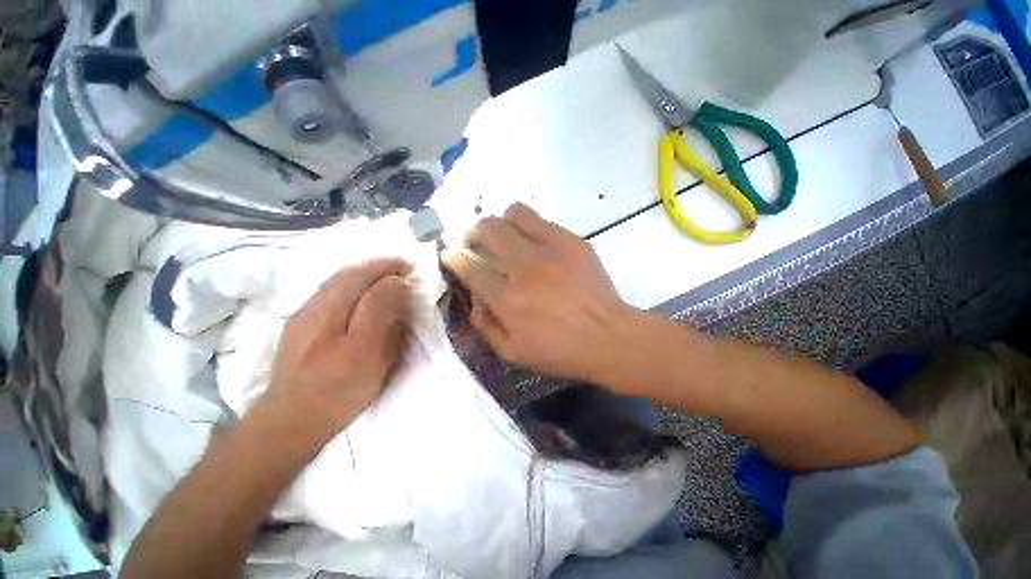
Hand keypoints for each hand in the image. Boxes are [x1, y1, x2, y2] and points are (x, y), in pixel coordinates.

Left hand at [261, 258, 411, 440]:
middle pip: (353, 277)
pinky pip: (329, 283)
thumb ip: (392, 333)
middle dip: (383, 264)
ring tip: (387, 266)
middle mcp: (324, 323)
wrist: (290, 414)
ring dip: (367, 266)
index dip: (396, 282)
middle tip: (405, 263)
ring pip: (338, 276)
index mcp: (351, 344)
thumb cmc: (344, 396)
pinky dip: (351, 274)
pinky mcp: (297, 314)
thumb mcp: (378, 370)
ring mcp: (304, 314)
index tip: (411, 278)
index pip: (376, 297)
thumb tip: (399, 300)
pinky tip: (362, 279)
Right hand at [442, 203, 635, 382]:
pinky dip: (527, 224)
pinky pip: (540, 219)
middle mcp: (524, 268)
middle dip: (473, 231)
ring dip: (500, 221)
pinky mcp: (571, 241)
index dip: (454, 257)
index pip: (470, 267)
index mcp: (507, 299)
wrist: (609, 337)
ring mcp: (550, 250)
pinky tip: (531, 238)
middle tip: (474, 238)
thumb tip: (474, 298)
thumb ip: (485, 325)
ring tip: (502, 233)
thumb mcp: (513, 353)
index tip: (450, 252)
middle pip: (487, 232)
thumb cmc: (560, 350)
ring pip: (513, 215)